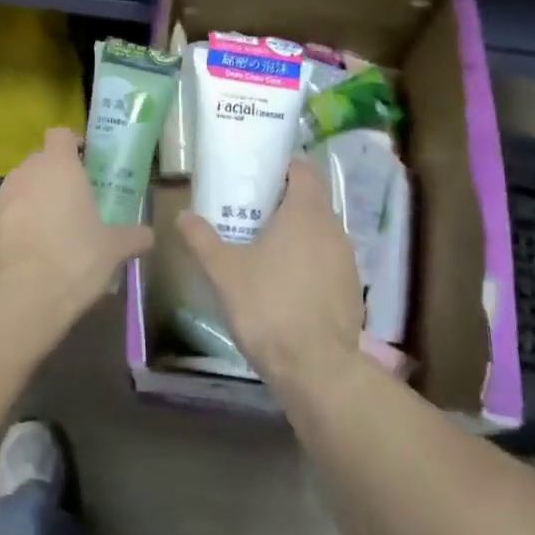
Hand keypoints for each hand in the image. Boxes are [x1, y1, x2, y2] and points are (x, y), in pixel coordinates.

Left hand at [0, 127, 153, 321]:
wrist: (22, 298)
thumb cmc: (76, 260)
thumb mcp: (114, 249)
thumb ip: (133, 236)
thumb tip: (148, 236)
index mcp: (59, 166)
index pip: (61, 135)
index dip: (72, 145)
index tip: (85, 162)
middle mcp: (24, 173)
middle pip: (38, 162)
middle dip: (52, 177)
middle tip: (71, 204)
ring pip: (16, 190)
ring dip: (29, 202)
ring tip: (46, 233)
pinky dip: (7, 229)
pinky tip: (20, 254)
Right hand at [177, 161, 363, 387]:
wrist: (315, 367)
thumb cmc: (267, 306)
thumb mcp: (224, 271)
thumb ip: (202, 239)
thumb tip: (182, 215)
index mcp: (306, 212)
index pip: (304, 170)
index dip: (283, 167)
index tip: (259, 174)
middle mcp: (333, 229)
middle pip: (312, 201)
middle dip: (284, 202)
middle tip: (251, 212)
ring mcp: (347, 261)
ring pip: (320, 233)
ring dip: (297, 235)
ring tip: (264, 249)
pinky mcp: (352, 290)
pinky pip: (327, 262)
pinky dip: (308, 263)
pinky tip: (285, 284)